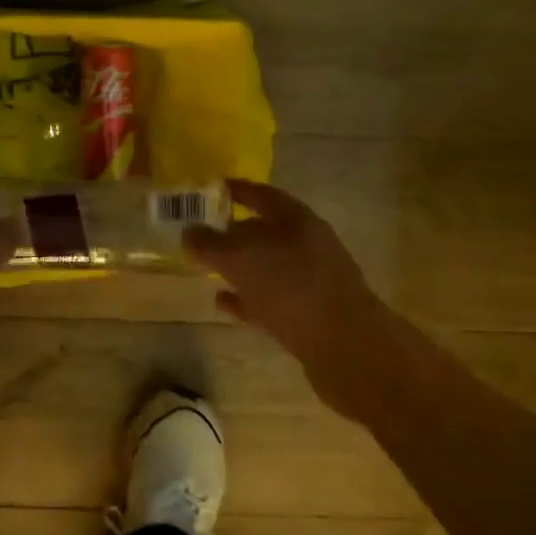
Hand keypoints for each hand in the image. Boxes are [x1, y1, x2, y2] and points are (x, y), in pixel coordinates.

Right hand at [183, 179, 383, 414]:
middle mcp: (307, 245)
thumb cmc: (291, 287)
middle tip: (201, 235)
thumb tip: (189, 232)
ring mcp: (311, 281)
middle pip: (265, 231)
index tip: (211, 189)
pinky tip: (223, 302)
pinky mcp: (309, 314)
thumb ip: (211, 244)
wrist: (346, 346)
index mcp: (297, 220)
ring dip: (239, 268)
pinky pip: (270, 299)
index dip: (236, 190)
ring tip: (206, 270)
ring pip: (267, 266)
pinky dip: (247, 299)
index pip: (262, 195)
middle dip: (233, 232)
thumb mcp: (241, 259)